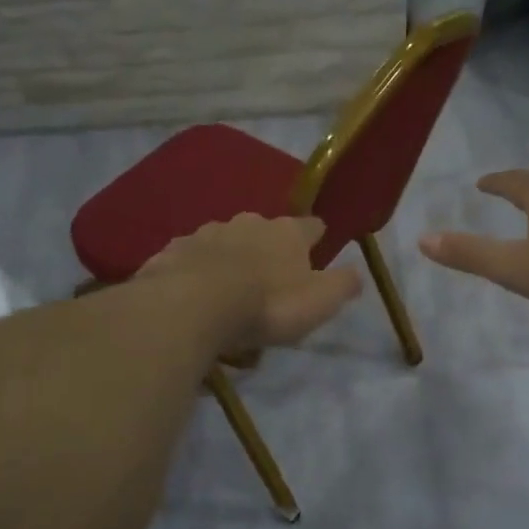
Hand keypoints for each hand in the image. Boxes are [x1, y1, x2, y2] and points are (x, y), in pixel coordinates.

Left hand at [139, 214, 362, 350]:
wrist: (194, 305)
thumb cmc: (267, 304)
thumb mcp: (319, 302)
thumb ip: (342, 286)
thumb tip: (357, 273)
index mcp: (286, 233)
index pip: (310, 226)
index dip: (315, 238)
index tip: (316, 248)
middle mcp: (247, 223)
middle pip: (263, 231)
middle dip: (266, 249)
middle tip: (266, 280)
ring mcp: (205, 233)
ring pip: (223, 242)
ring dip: (227, 259)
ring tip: (225, 291)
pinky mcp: (172, 252)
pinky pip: (188, 259)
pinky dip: (193, 271)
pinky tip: (190, 293)